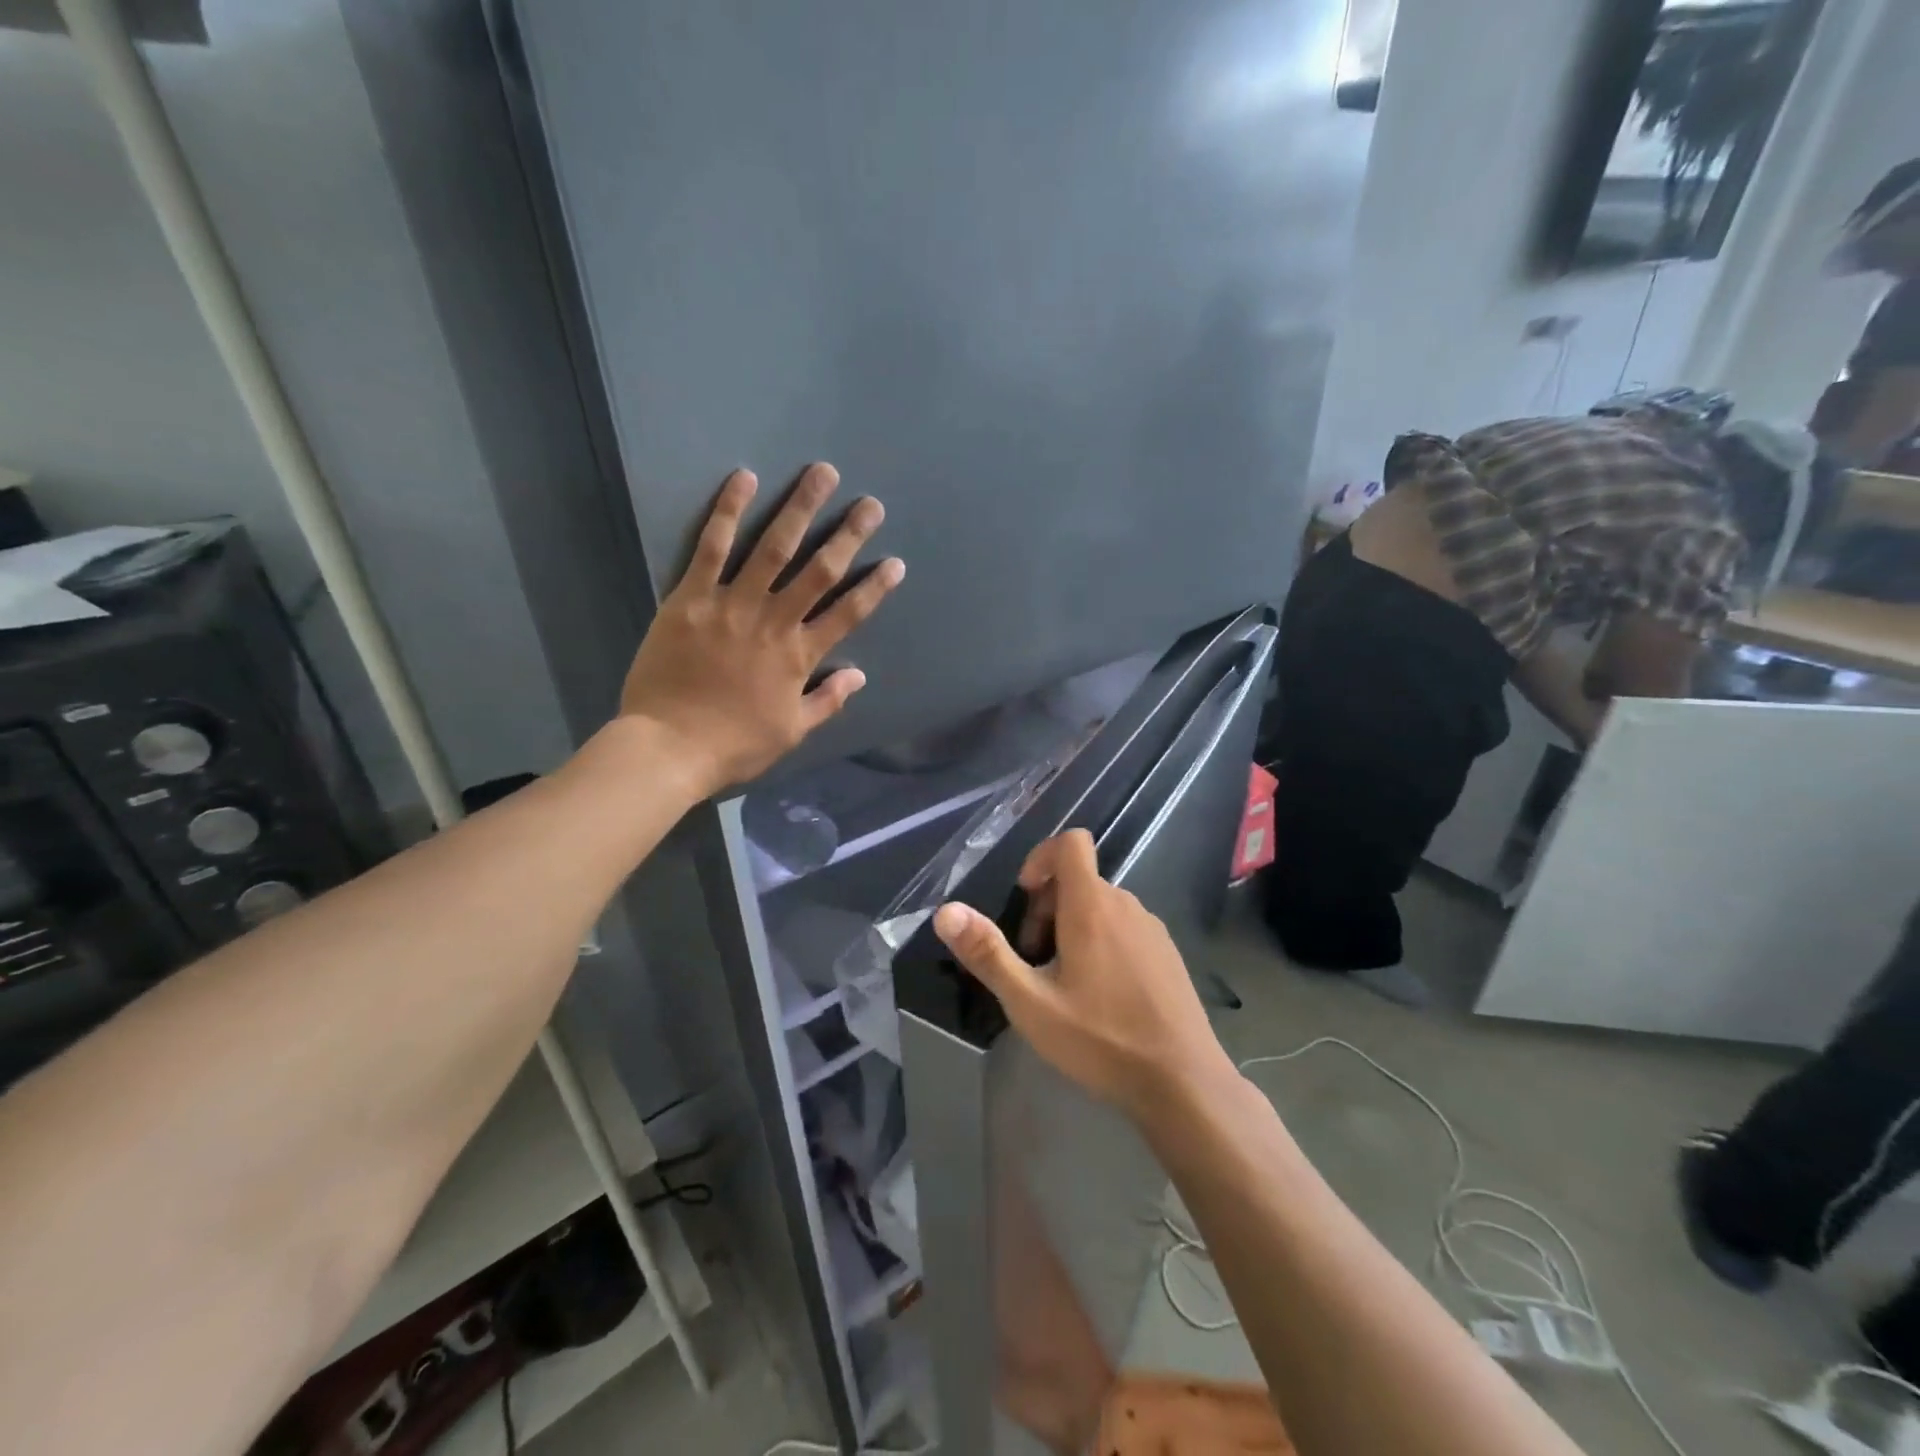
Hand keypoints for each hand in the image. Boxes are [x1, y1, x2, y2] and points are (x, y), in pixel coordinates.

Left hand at [620, 464, 903, 792]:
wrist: (670, 746)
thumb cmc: (734, 744)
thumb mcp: (792, 731)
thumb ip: (828, 700)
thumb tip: (860, 675)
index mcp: (800, 656)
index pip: (848, 614)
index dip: (874, 587)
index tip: (895, 562)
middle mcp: (774, 622)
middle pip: (818, 571)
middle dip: (848, 535)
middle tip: (870, 504)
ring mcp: (732, 605)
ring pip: (773, 548)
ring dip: (800, 509)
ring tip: (821, 474)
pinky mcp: (691, 598)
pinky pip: (711, 548)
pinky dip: (728, 512)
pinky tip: (744, 479)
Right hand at [932, 830, 1234, 1121]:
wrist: (1183, 1083)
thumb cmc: (1101, 1039)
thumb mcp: (1031, 1003)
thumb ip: (987, 953)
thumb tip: (945, 911)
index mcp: (1092, 905)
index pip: (1071, 843)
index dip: (1041, 858)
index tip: (1026, 899)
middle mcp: (1125, 905)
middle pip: (1078, 880)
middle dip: (1047, 908)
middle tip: (1034, 962)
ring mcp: (1152, 929)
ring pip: (1100, 906)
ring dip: (1073, 928)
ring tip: (1063, 985)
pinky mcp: (1167, 954)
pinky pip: (1124, 928)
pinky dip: (1102, 943)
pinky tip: (1100, 998)